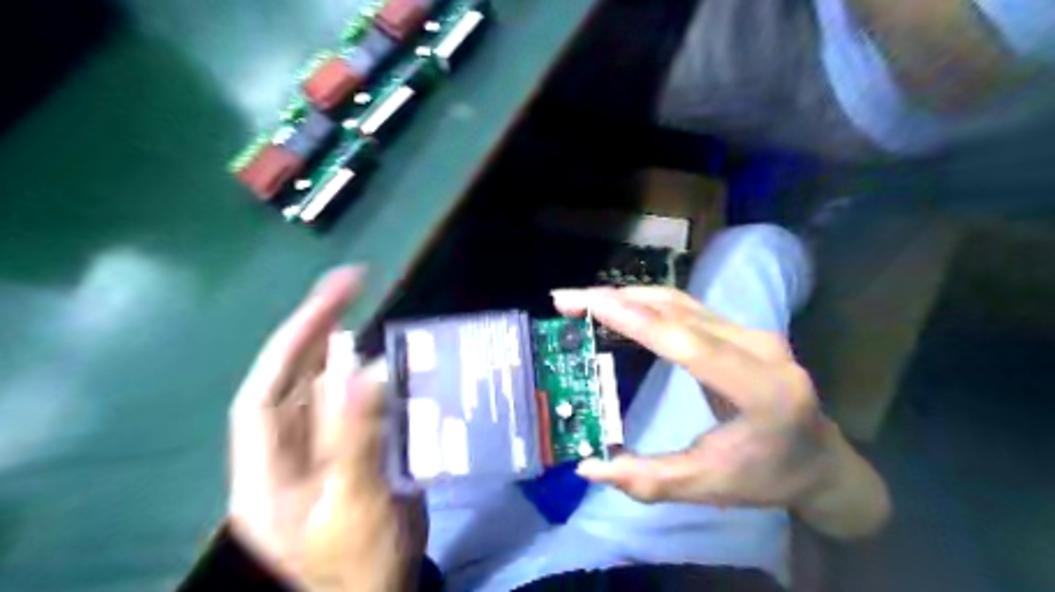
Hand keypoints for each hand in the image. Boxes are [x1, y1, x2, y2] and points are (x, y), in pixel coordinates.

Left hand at [229, 269, 424, 591]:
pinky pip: (356, 406)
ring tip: (372, 314)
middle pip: (295, 381)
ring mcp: (318, 452)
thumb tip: (366, 370)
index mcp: (266, 471)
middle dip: (319, 331)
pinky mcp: (349, 453)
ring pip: (326, 390)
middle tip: (354, 285)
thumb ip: (357, 438)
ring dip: (348, 353)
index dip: (295, 340)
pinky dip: (374, 381)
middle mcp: (285, 454)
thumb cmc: (358, 565)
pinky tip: (395, 364)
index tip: (331, 297)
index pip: (266, 390)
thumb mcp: (354, 505)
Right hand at [552, 285, 887, 535]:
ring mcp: (753, 332)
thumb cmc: (767, 477)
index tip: (587, 303)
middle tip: (566, 299)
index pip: (688, 344)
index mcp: (761, 390)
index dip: (634, 320)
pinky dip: (646, 302)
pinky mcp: (741, 330)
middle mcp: (760, 348)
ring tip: (582, 299)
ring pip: (680, 301)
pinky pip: (687, 307)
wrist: (820, 461)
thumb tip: (588, 467)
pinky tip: (618, 306)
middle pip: (679, 311)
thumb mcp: (707, 487)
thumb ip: (647, 479)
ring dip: (627, 296)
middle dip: (617, 300)